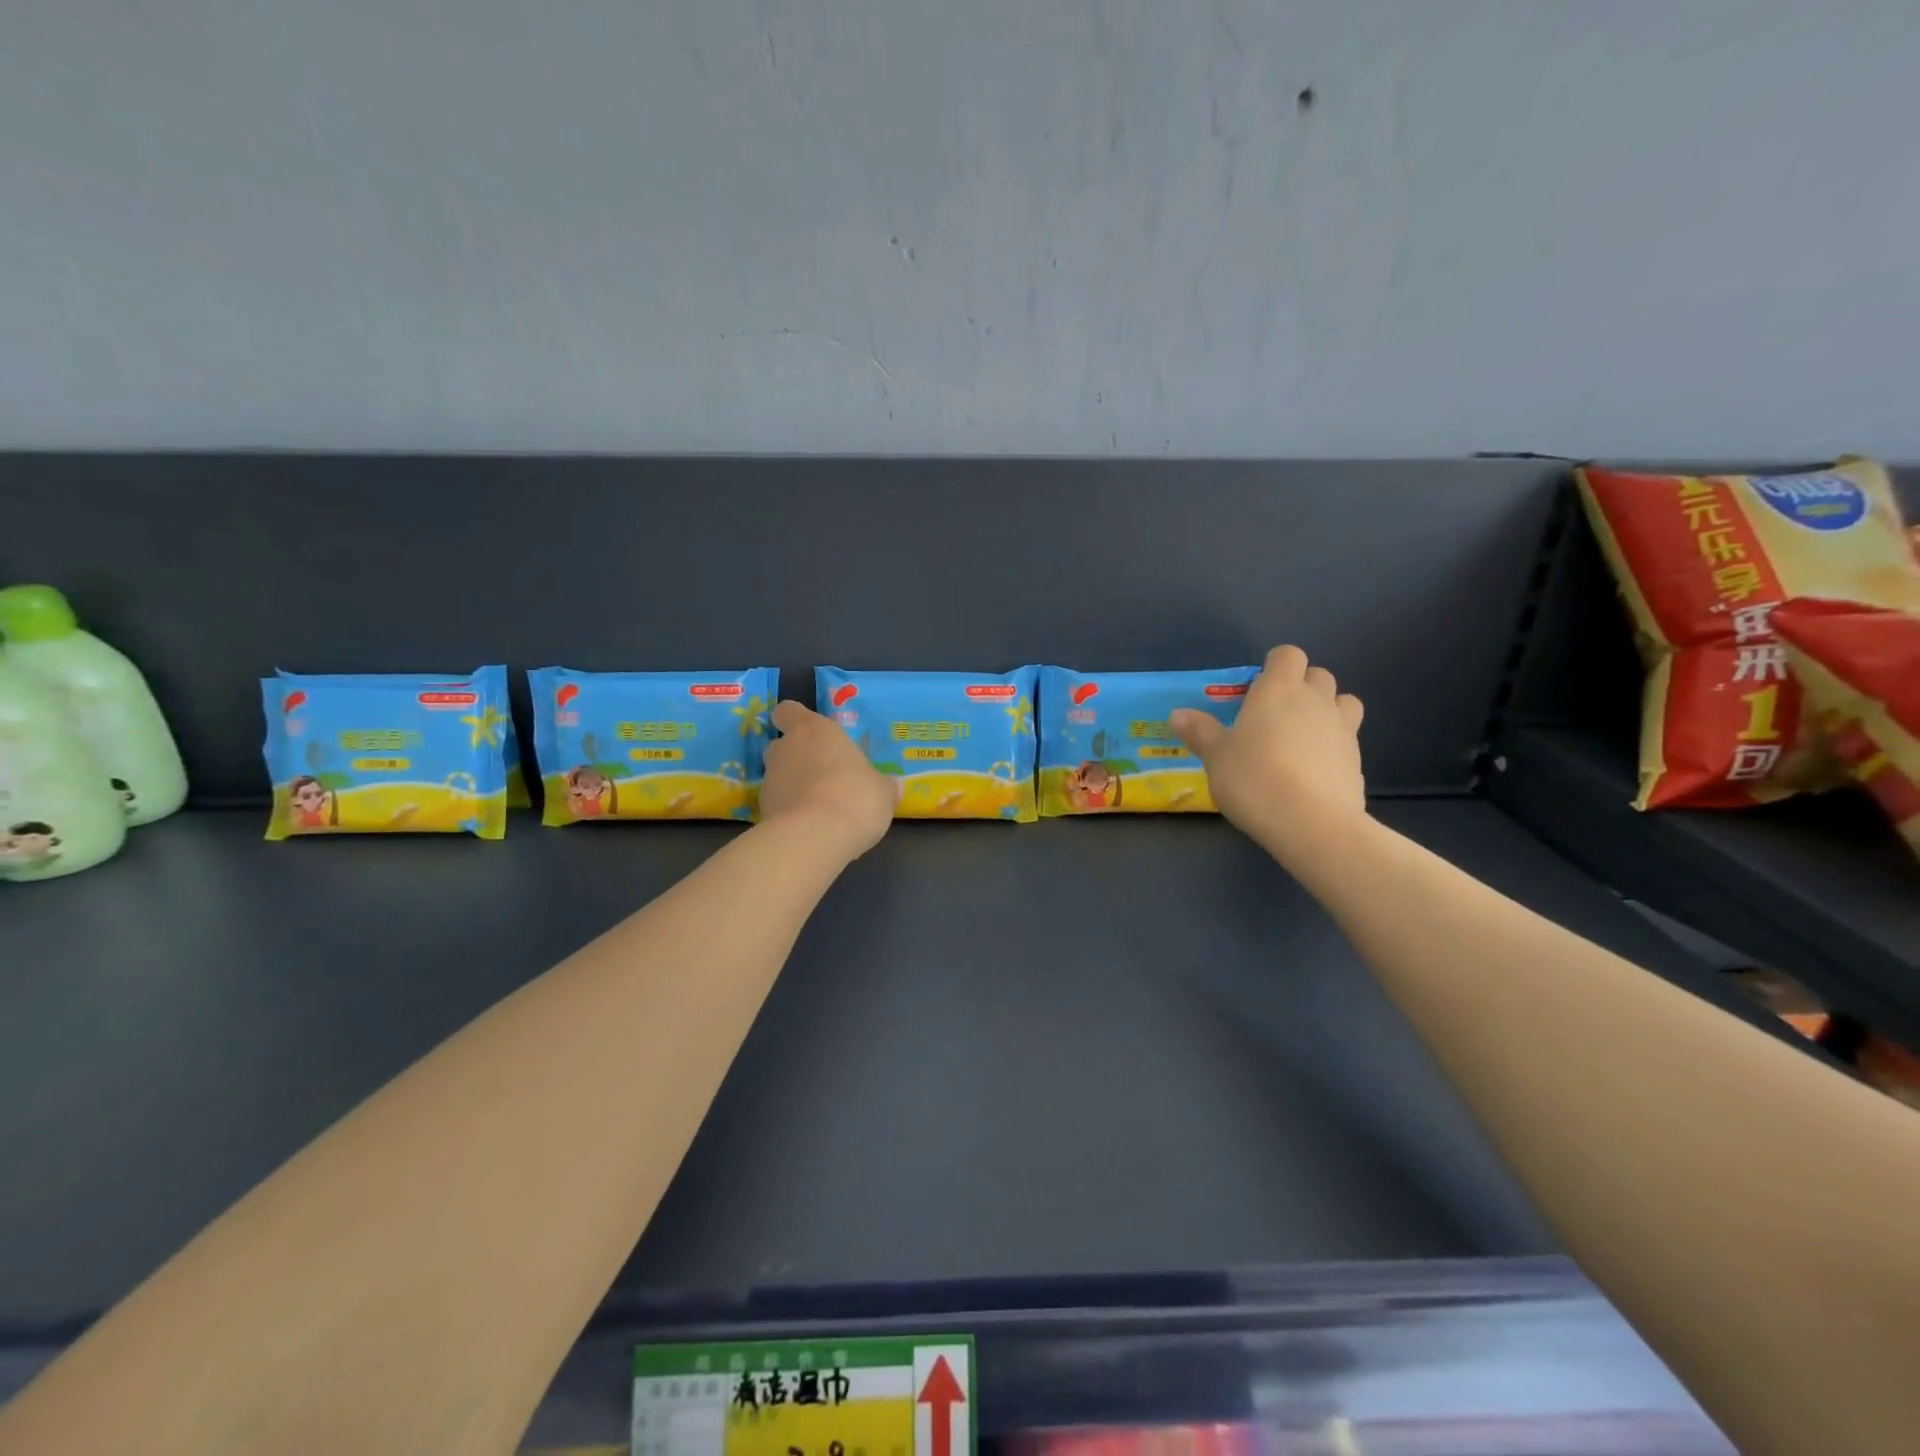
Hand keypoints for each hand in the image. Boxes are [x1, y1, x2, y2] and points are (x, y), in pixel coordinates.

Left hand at [760, 700, 898, 859]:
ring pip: (779, 776)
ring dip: (794, 786)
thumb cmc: (855, 797)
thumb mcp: (883, 791)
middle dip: (798, 757)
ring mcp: (769, 781)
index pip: (788, 711)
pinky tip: (811, 828)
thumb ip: (883, 785)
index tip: (809, 732)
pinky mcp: (762, 811)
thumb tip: (892, 785)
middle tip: (824, 774)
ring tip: (820, 807)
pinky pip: (778, 804)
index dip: (795, 719)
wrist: (814, 839)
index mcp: (815, 730)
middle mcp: (786, 749)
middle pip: (782, 745)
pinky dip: (790, 812)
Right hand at [1170, 645, 1367, 872]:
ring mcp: (1343, 729)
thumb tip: (1178, 714)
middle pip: (1319, 674)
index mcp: (1278, 690)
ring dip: (1327, 709)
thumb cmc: (1254, 779)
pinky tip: (1313, 771)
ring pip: (1344, 702)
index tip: (1257, 689)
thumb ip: (1200, 732)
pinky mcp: (1357, 760)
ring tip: (1303, 736)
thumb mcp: (1215, 756)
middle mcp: (1315, 700)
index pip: (1288, 655)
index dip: (1275, 666)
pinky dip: (1334, 745)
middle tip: (1276, 714)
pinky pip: (1348, 739)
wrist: (1311, 823)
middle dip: (1302, 686)